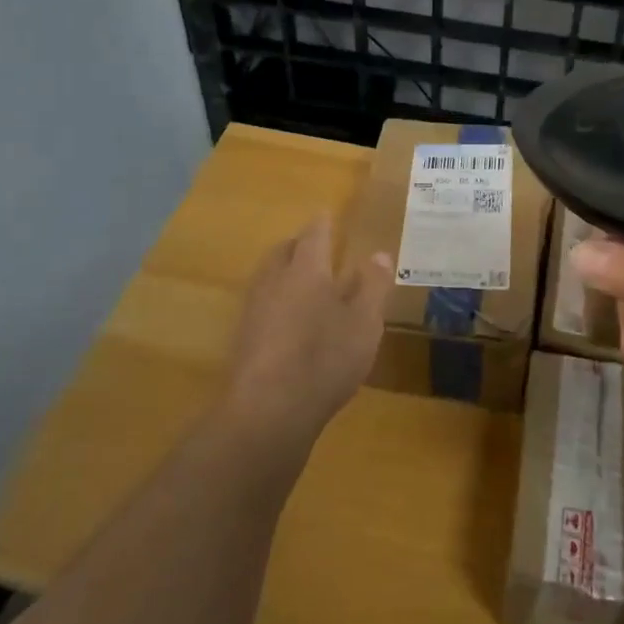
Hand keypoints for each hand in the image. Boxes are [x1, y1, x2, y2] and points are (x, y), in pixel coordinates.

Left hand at [223, 214, 393, 450]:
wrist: (268, 409)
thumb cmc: (325, 358)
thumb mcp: (365, 323)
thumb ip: (373, 286)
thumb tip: (379, 254)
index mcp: (306, 270)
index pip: (313, 235)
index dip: (322, 223)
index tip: (325, 213)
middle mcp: (274, 281)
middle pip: (283, 252)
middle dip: (298, 244)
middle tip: (313, 244)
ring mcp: (254, 310)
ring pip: (268, 277)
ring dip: (284, 271)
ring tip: (302, 279)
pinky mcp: (244, 338)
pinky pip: (262, 303)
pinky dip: (277, 299)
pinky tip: (289, 319)